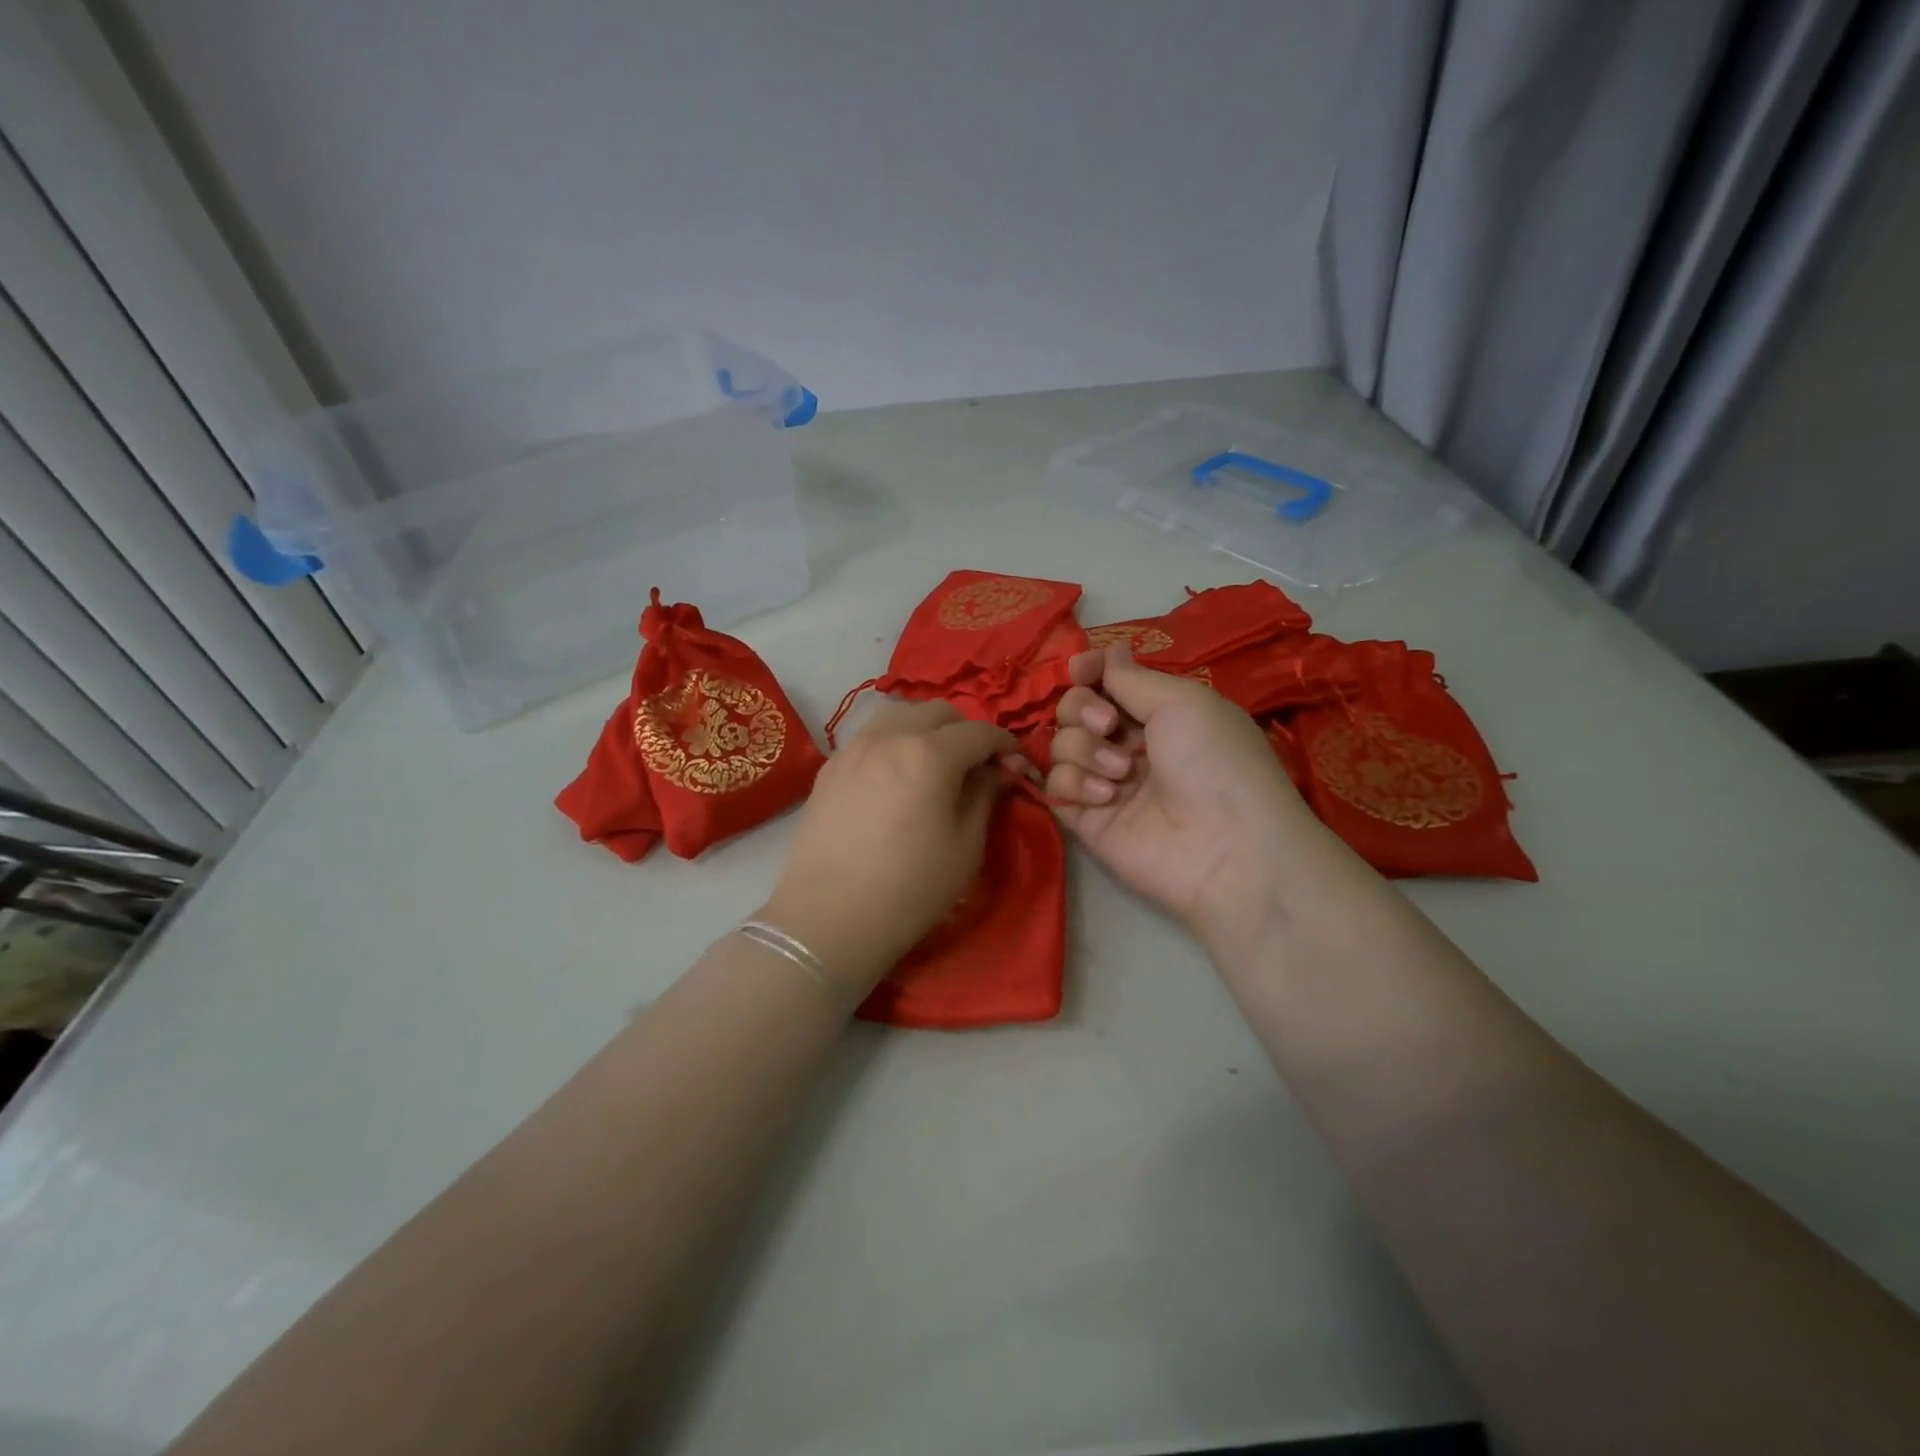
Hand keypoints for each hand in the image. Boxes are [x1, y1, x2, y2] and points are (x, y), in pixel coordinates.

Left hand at [764, 699, 1015, 996]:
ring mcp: (853, 748)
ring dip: (927, 730)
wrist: (829, 918)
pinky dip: (894, 742)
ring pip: (900, 716)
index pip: (980, 732)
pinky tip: (896, 777)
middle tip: (977, 766)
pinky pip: (871, 737)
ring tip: (936, 765)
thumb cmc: (910, 889)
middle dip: (966, 731)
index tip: (1017, 766)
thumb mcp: (966, 846)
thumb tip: (997, 771)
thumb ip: (985, 796)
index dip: (1006, 745)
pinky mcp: (829, 767)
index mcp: (930, 754)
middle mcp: (889, 737)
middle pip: (938, 712)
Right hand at [1045, 648, 1322, 951]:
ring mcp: (1105, 782)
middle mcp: (1129, 745)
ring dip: (1084, 749)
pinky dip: (1074, 783)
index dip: (1090, 672)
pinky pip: (1055, 785)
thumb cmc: (1214, 762)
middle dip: (1082, 709)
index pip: (1107, 682)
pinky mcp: (1086, 819)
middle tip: (1108, 726)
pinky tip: (1107, 798)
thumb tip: (1108, 651)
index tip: (1081, 670)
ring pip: (1060, 745)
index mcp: (1159, 714)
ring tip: (1121, 772)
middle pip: (1074, 709)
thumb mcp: (1182, 702)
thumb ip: (1131, 678)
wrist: (1225, 847)